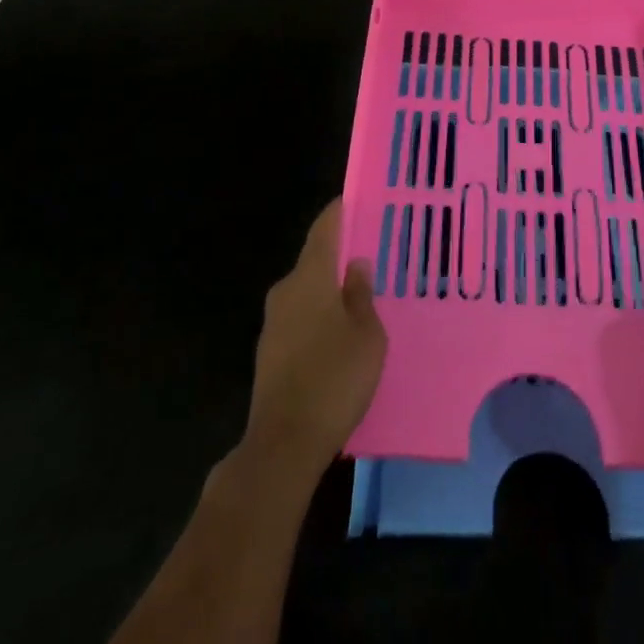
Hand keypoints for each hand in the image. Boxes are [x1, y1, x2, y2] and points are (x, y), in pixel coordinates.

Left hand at [243, 198, 385, 479]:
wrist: (283, 444)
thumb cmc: (334, 379)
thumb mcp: (367, 334)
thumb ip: (361, 294)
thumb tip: (356, 264)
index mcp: (310, 277)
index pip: (325, 228)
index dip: (341, 211)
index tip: (359, 199)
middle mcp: (286, 291)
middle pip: (315, 260)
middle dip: (341, 256)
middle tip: (373, 255)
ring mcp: (273, 323)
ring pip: (307, 292)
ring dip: (330, 291)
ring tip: (362, 296)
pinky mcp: (270, 352)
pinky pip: (300, 319)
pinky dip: (320, 317)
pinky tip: (341, 334)